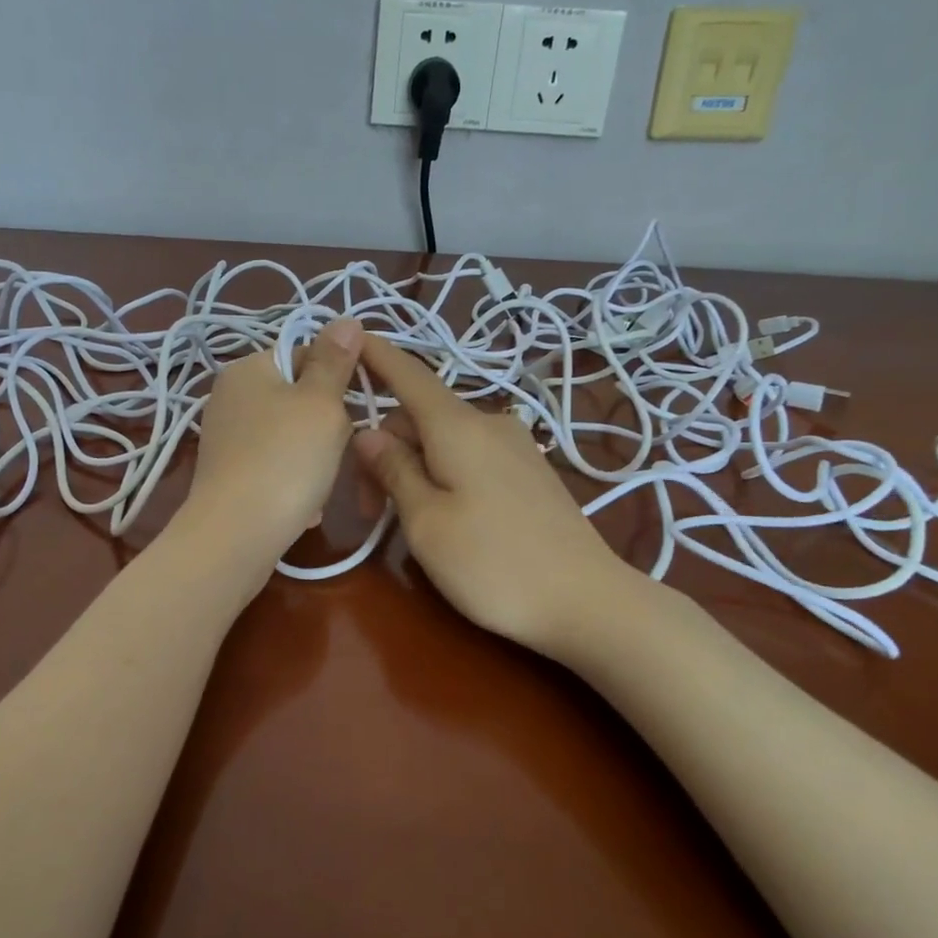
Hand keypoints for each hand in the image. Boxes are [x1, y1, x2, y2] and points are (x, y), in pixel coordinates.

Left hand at [185, 318, 363, 569]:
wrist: (236, 537)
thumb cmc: (286, 460)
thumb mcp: (321, 404)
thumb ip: (335, 361)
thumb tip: (345, 319)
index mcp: (248, 368)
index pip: (307, 354)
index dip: (339, 379)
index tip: (356, 409)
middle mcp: (230, 396)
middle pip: (300, 398)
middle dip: (327, 427)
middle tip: (336, 450)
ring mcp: (227, 437)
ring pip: (292, 436)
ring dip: (315, 460)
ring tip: (319, 484)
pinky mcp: (229, 473)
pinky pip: (275, 466)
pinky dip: (294, 483)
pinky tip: (305, 507)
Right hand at [352, 334, 642, 657]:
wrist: (587, 601)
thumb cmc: (493, 563)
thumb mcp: (426, 522)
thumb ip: (394, 470)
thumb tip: (368, 432)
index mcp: (457, 426)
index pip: (408, 374)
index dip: (376, 355)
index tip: (349, 336)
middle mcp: (488, 423)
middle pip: (420, 417)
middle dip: (385, 450)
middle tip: (367, 510)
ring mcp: (515, 447)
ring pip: (445, 440)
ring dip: (413, 467)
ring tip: (403, 521)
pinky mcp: (530, 472)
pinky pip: (471, 456)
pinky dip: (443, 473)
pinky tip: (444, 514)